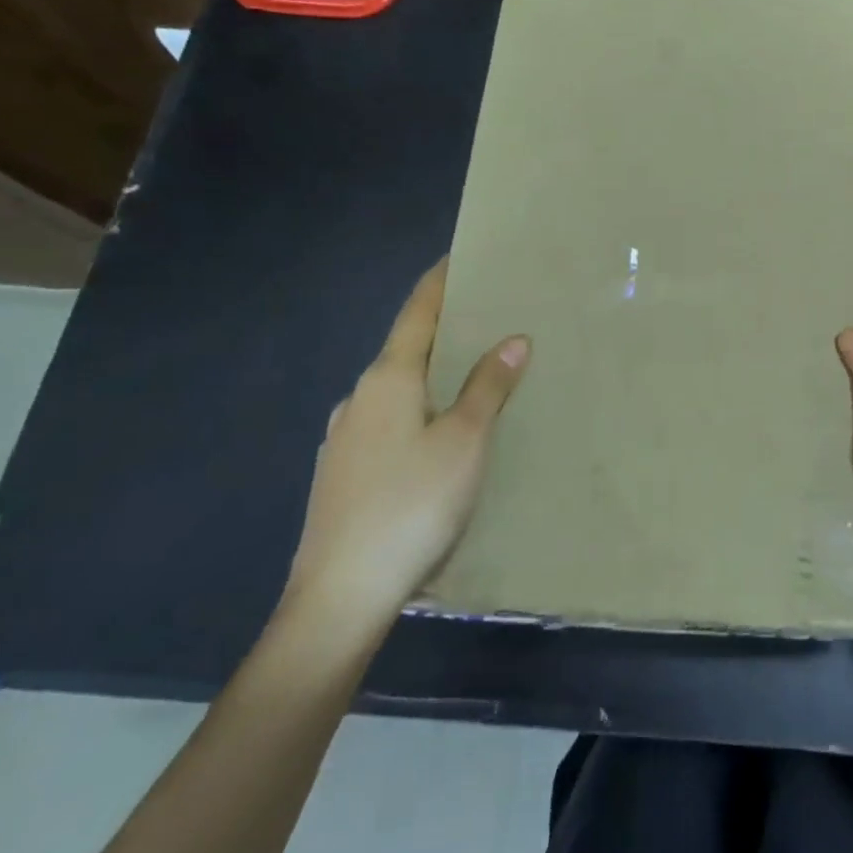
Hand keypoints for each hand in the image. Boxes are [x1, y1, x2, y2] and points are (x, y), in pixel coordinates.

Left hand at [283, 258, 529, 637]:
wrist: (340, 596)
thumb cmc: (411, 505)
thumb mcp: (465, 442)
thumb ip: (487, 388)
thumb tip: (513, 340)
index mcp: (387, 379)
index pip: (417, 313)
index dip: (439, 282)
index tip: (458, 257)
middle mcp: (358, 398)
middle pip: (406, 348)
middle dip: (443, 331)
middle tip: (485, 320)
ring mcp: (343, 437)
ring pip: (396, 389)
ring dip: (430, 374)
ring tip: (469, 377)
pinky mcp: (341, 472)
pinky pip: (387, 421)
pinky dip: (416, 409)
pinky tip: (435, 435)